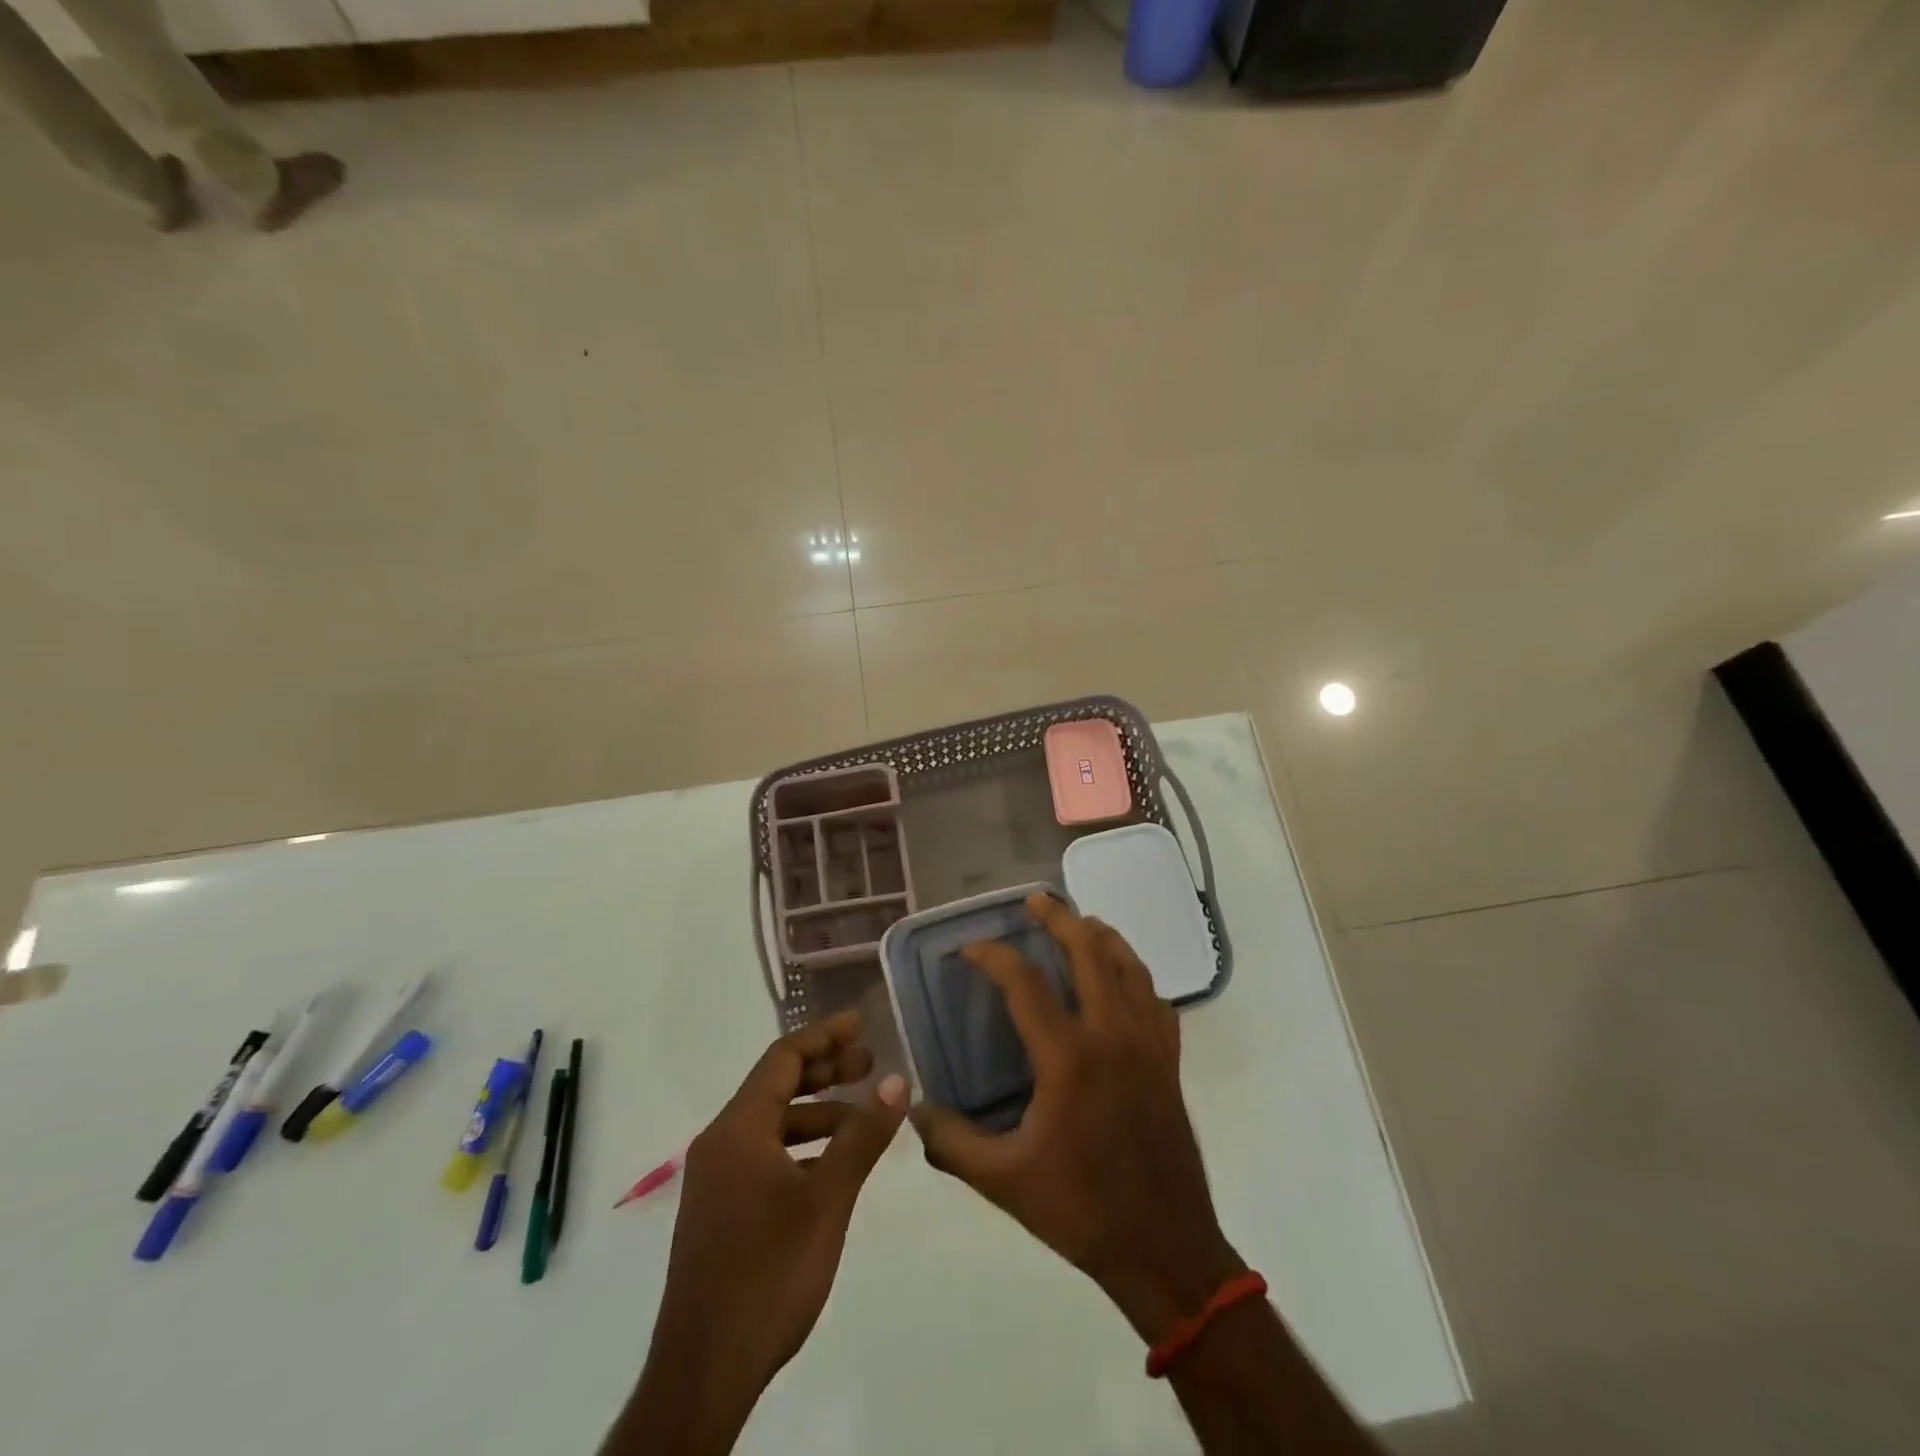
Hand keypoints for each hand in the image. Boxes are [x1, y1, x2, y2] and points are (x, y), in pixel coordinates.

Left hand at [613, 1012, 906, 1455]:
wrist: (704, 1373)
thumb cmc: (769, 1273)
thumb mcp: (827, 1199)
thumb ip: (862, 1136)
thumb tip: (897, 1081)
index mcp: (738, 1129)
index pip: (783, 1058)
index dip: (825, 1035)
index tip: (862, 1024)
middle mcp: (721, 1143)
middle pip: (777, 1086)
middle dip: (826, 1071)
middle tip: (871, 1064)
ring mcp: (717, 1179)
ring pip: (773, 1124)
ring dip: (818, 1113)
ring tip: (864, 1117)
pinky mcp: (721, 1210)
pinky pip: (765, 1155)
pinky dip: (802, 1147)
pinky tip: (834, 1165)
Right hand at [910, 894, 1244, 1344]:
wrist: (1164, 1247)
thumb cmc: (1080, 1209)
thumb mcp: (1002, 1181)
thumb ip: (951, 1143)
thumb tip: (913, 1109)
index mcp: (1068, 1057)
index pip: (1024, 983)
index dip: (992, 956)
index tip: (968, 950)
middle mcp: (1111, 1034)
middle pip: (1088, 950)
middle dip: (1058, 917)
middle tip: (1034, 901)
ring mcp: (1147, 1043)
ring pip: (1128, 965)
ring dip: (1101, 936)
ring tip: (1079, 923)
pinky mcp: (1169, 1059)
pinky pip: (1154, 998)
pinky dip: (1134, 975)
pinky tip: (1120, 980)